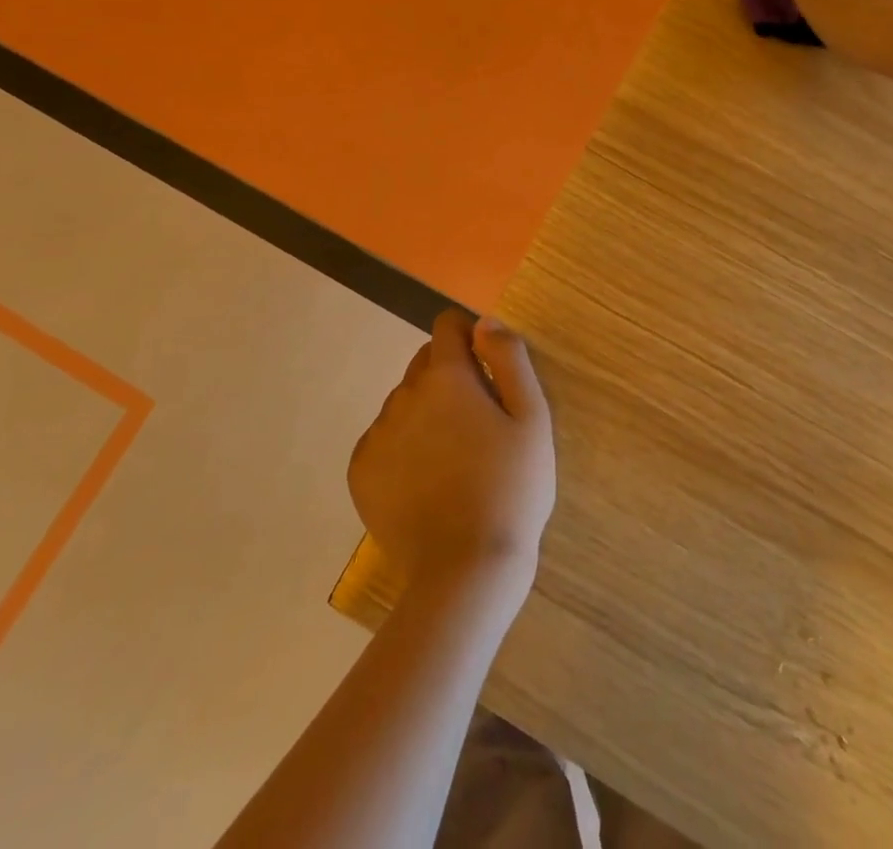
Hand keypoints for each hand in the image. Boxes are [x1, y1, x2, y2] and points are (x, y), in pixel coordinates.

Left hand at [348, 310, 555, 600]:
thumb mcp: (532, 417)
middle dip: (450, 376)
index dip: (470, 337)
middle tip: (478, 423)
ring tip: (454, 459)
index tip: (488, 369)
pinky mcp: (360, 472)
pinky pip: (384, 438)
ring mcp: (377, 434)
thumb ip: (510, 358)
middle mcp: (403, 395)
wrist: (466, 572)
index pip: (447, 325)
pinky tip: (427, 481)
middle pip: (425, 362)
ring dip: (426, 412)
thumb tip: (485, 321)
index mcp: (446, 376)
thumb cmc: (512, 488)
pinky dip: (403, 446)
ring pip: (405, 402)